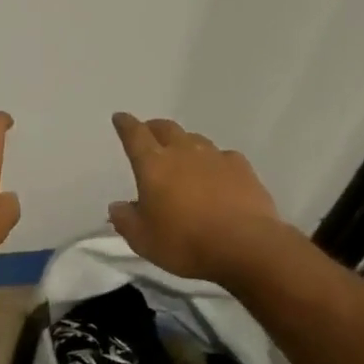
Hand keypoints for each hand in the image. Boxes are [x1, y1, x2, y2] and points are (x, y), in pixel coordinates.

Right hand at [108, 112, 284, 283]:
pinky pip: (223, 156)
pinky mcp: (242, 168)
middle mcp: (183, 152)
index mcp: (153, 165)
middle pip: (165, 128)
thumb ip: (126, 220)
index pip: (134, 135)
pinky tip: (217, 173)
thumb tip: (117, 206)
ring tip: (182, 155)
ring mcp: (215, 157)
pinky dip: (214, 161)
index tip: (121, 117)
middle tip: (149, 133)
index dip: (125, 124)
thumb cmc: (185, 243)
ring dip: (184, 143)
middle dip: (153, 128)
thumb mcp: (143, 240)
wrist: (245, 246)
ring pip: (195, 139)